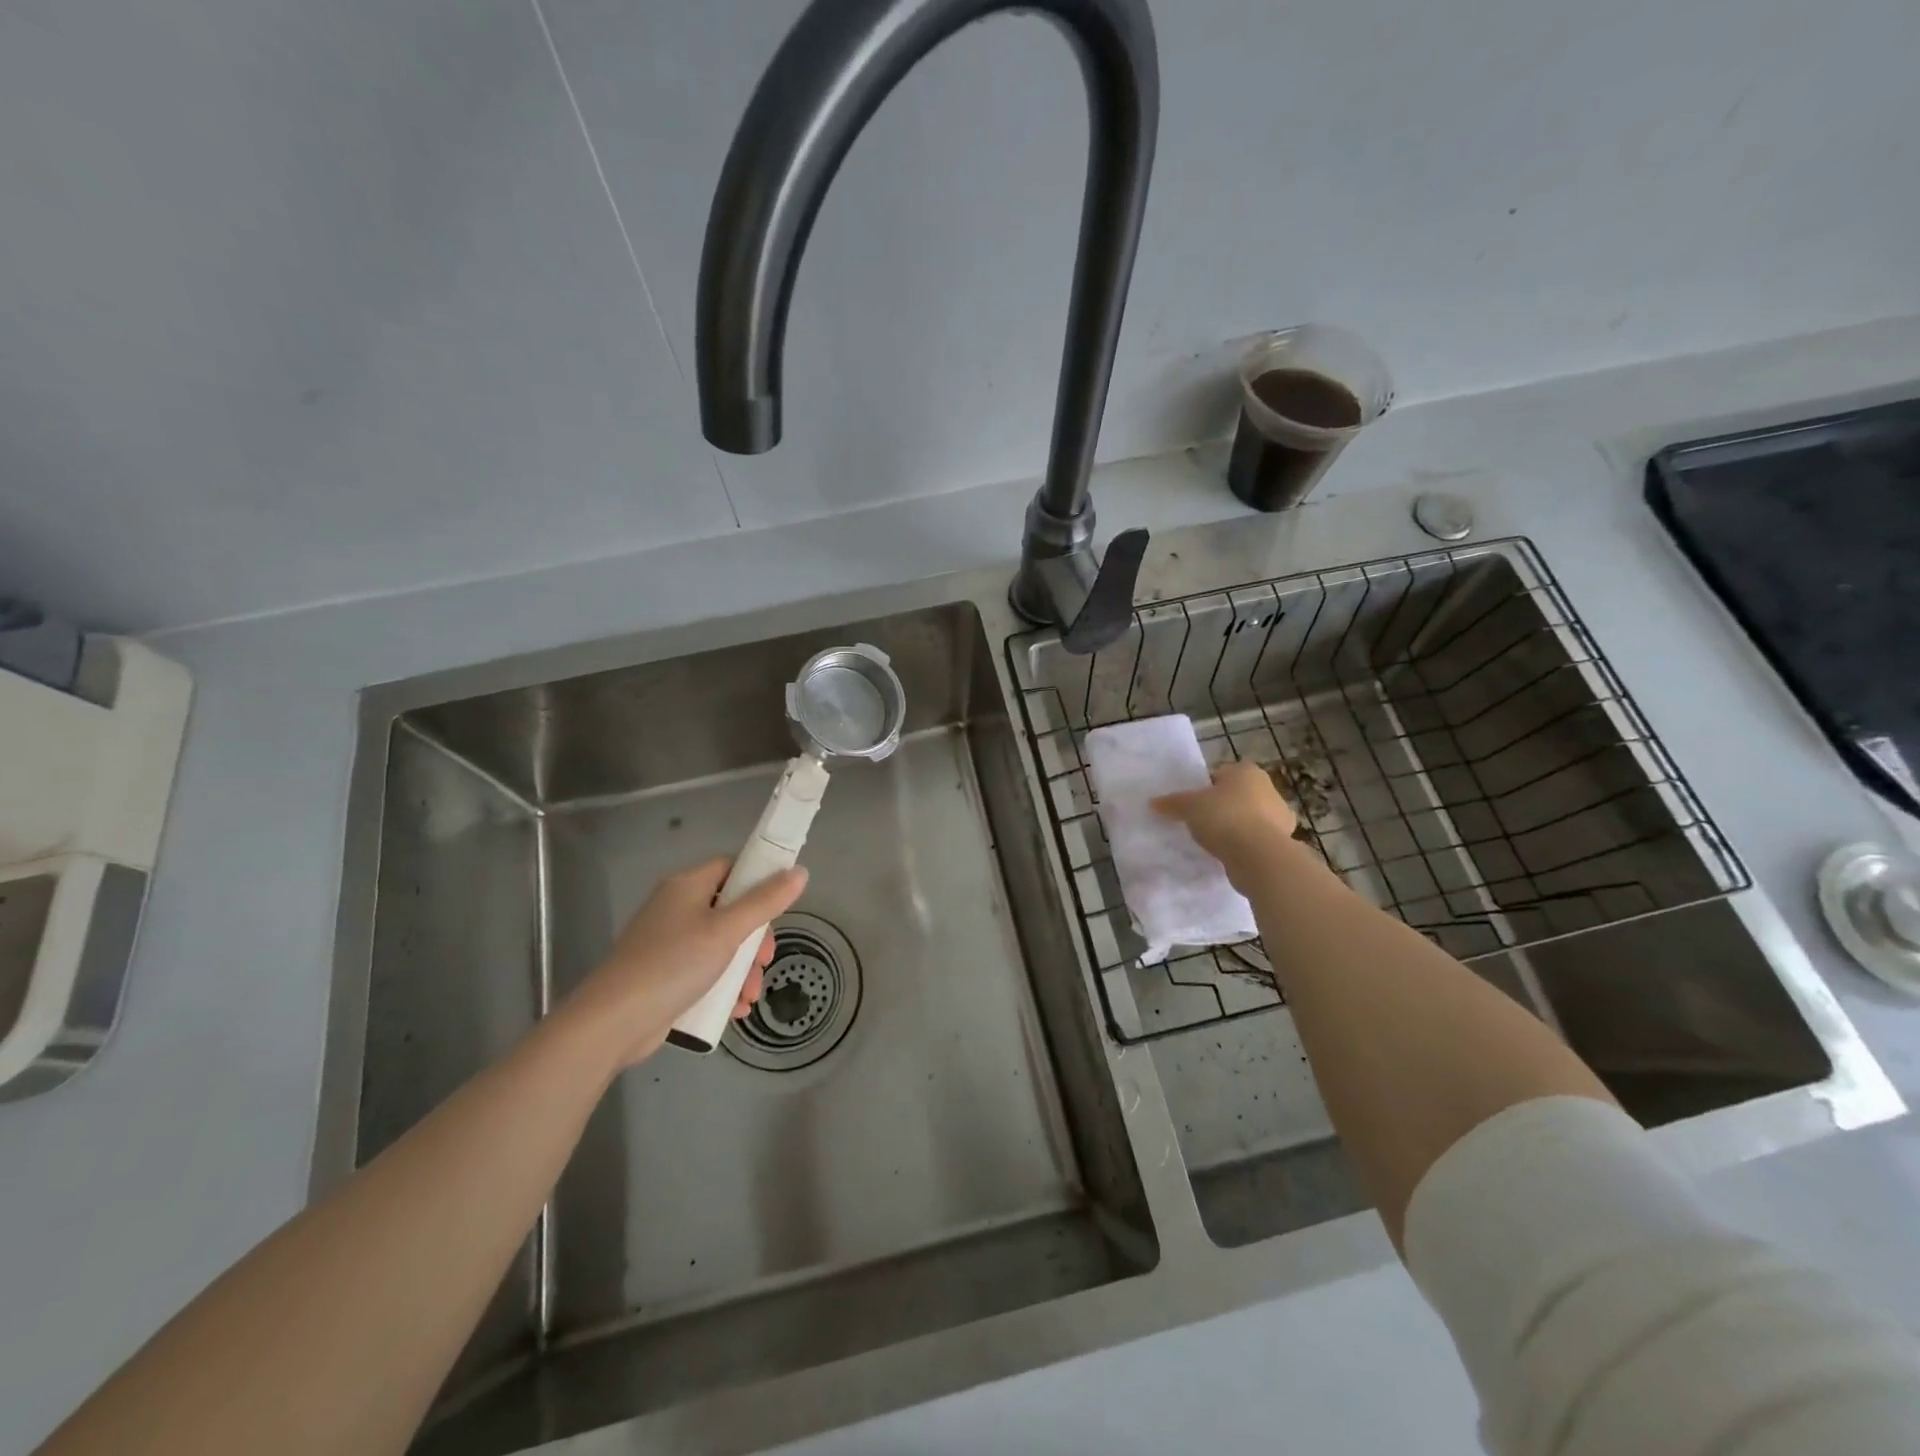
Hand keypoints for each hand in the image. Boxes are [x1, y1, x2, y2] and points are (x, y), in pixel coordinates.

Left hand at [555, 857, 808, 1068]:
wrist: (613, 1022)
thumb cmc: (674, 964)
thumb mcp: (727, 931)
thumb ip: (765, 901)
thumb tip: (799, 871)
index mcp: (687, 886)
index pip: (731, 867)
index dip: (758, 881)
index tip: (779, 907)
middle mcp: (677, 907)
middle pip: (730, 910)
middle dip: (755, 939)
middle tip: (765, 960)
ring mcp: (668, 942)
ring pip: (720, 945)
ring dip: (743, 969)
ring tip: (750, 996)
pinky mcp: (664, 974)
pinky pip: (704, 970)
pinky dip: (722, 986)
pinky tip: (735, 1009)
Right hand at [1152, 760, 1300, 889]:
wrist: (1258, 856)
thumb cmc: (1224, 817)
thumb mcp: (1189, 807)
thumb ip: (1172, 803)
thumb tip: (1153, 803)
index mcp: (1246, 771)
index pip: (1221, 774)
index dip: (1205, 787)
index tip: (1193, 803)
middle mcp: (1268, 788)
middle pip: (1237, 795)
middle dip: (1222, 806)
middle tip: (1200, 821)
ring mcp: (1280, 816)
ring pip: (1249, 817)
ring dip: (1235, 826)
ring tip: (1213, 841)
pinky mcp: (1282, 841)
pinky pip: (1256, 839)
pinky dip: (1244, 844)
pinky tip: (1229, 854)